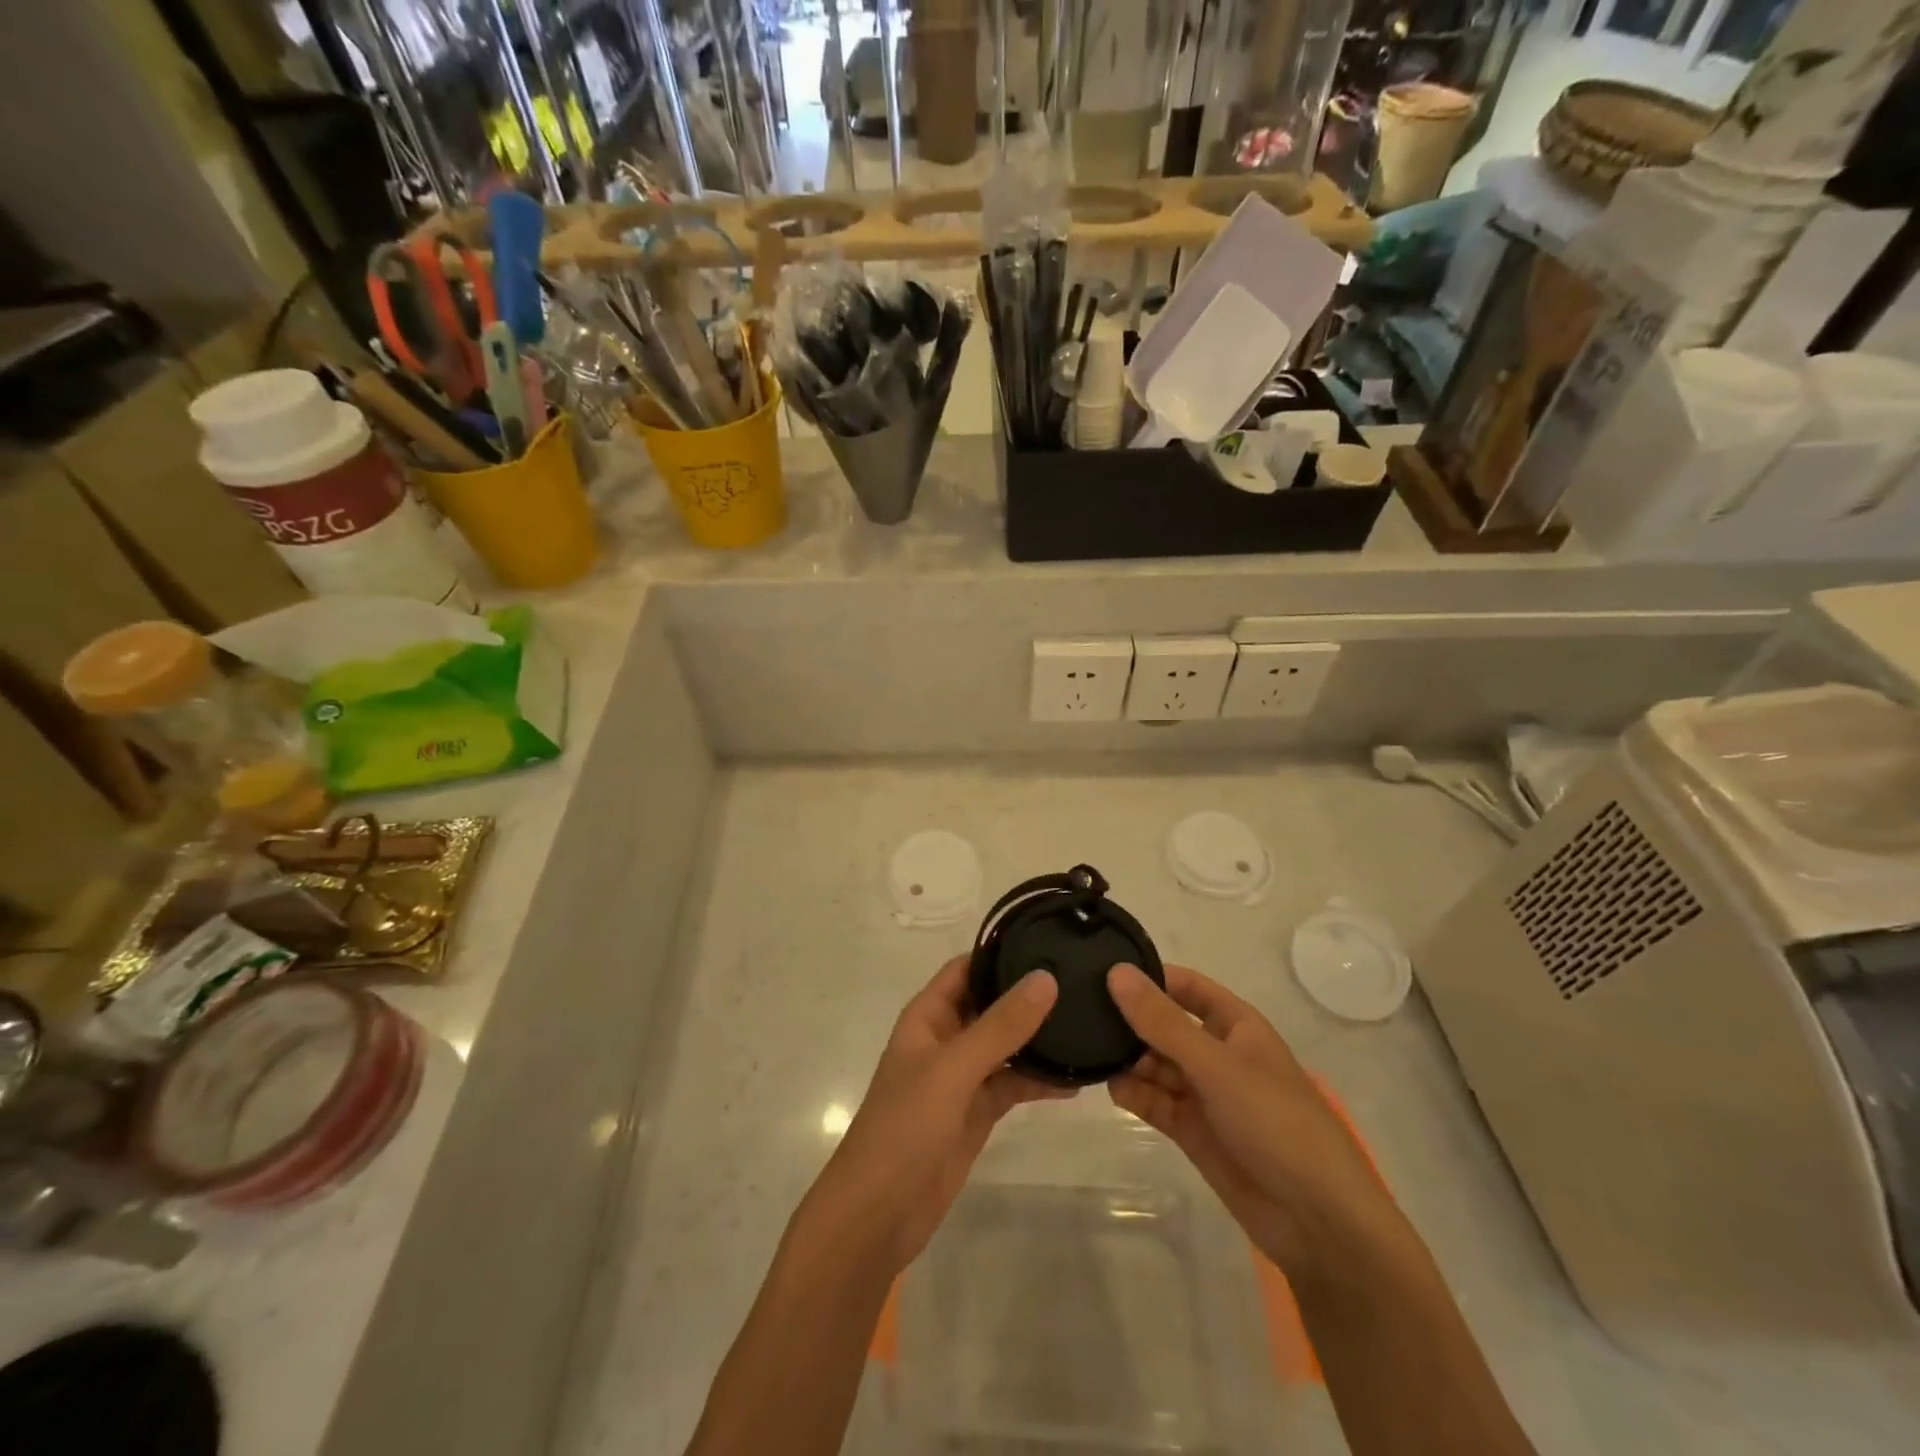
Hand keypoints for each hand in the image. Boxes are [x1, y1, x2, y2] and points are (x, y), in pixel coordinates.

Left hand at [802, 955, 1073, 1275]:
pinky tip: (1078, 1078)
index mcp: (928, 1016)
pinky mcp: (978, 1112)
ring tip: (1089, 1023)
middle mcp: (946, 1038)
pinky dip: (1040, 1080)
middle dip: (1029, 994)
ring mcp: (963, 1076)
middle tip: (1083, 980)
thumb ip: (1000, 1026)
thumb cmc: (905, 1127)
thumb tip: (1046, 978)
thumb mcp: (954, 1069)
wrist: (879, 1213)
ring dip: (1040, 1038)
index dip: (1001, 952)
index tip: (1049, 939)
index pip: (967, 968)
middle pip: (991, 1003)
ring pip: (1007, 1045)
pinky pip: (1013, 1084)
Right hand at [1105, 963, 1398, 1278]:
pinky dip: (1135, 1094)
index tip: (1104, 971)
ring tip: (1093, 1053)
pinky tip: (1113, 1088)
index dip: (1152, 977)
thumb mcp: (1216, 1065)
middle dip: (1132, 1021)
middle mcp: (1218, 1054)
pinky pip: (1156, 1101)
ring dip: (1129, 1059)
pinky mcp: (1193, 1131)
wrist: (1316, 1221)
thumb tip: (1116, 973)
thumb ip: (1163, 1022)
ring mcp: (1205, 1094)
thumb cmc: (1275, 1123)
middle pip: (1166, 1025)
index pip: (1187, 987)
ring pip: (1156, 1064)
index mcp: (1237, 1026)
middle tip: (1083, 1014)